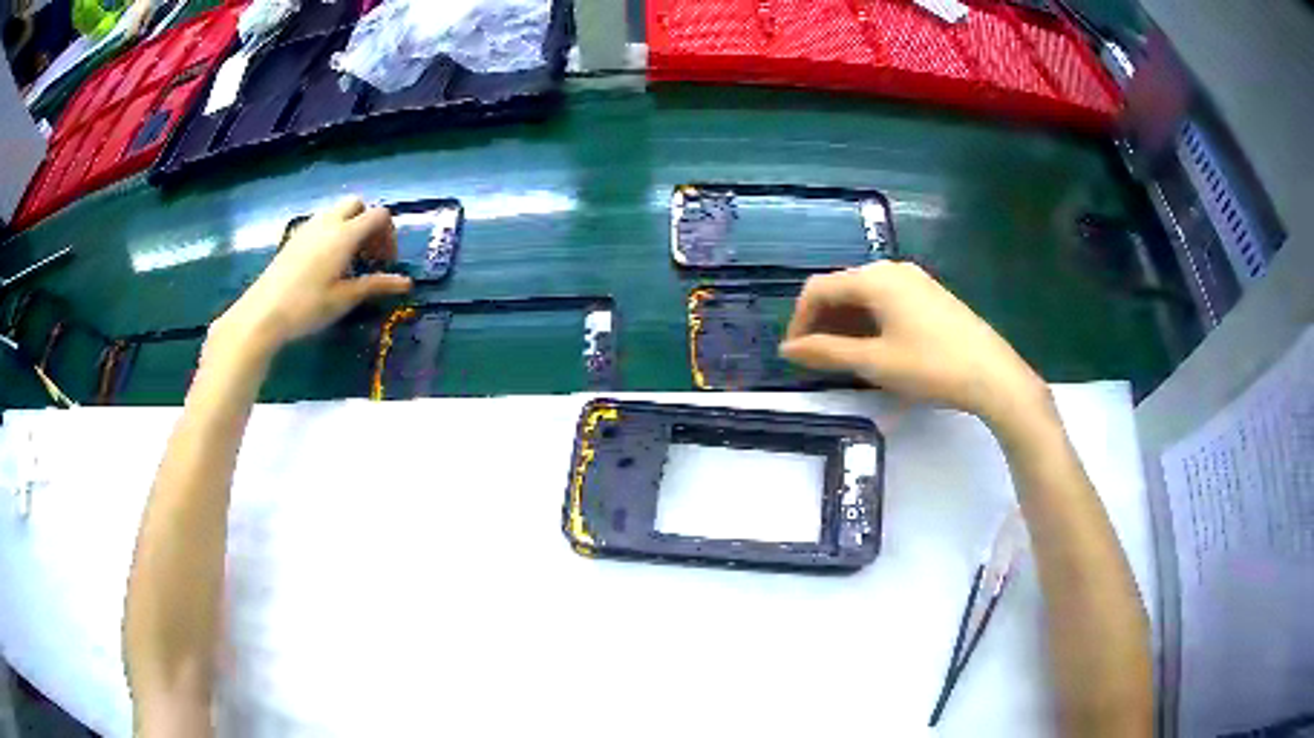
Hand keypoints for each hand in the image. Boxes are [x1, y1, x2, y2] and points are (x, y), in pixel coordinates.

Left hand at [211, 197, 412, 359]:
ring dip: (350, 227)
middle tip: (369, 255)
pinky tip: (326, 263)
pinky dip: (332, 233)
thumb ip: (376, 285)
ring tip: (348, 261)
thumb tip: (407, 283)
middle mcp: (329, 221)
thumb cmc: (307, 307)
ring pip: (338, 211)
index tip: (386, 263)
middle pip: (358, 205)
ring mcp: (309, 227)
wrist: (263, 313)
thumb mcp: (345, 298)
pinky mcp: (295, 237)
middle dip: (369, 224)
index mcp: (345, 234)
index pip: (379, 215)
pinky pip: (321, 222)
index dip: (389, 235)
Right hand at [779, 262, 1050, 430]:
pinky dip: (869, 321)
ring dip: (844, 323)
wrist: (992, 375)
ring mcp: (914, 280)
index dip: (799, 321)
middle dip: (821, 321)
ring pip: (865, 295)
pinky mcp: (930, 295)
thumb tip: (788, 350)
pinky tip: (873, 347)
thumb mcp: (874, 362)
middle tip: (814, 359)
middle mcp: (891, 269)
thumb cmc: (930, 366)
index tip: (794, 354)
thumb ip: (826, 353)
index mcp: (874, 279)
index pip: (819, 289)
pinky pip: (886, 300)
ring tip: (840, 358)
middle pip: (841, 288)